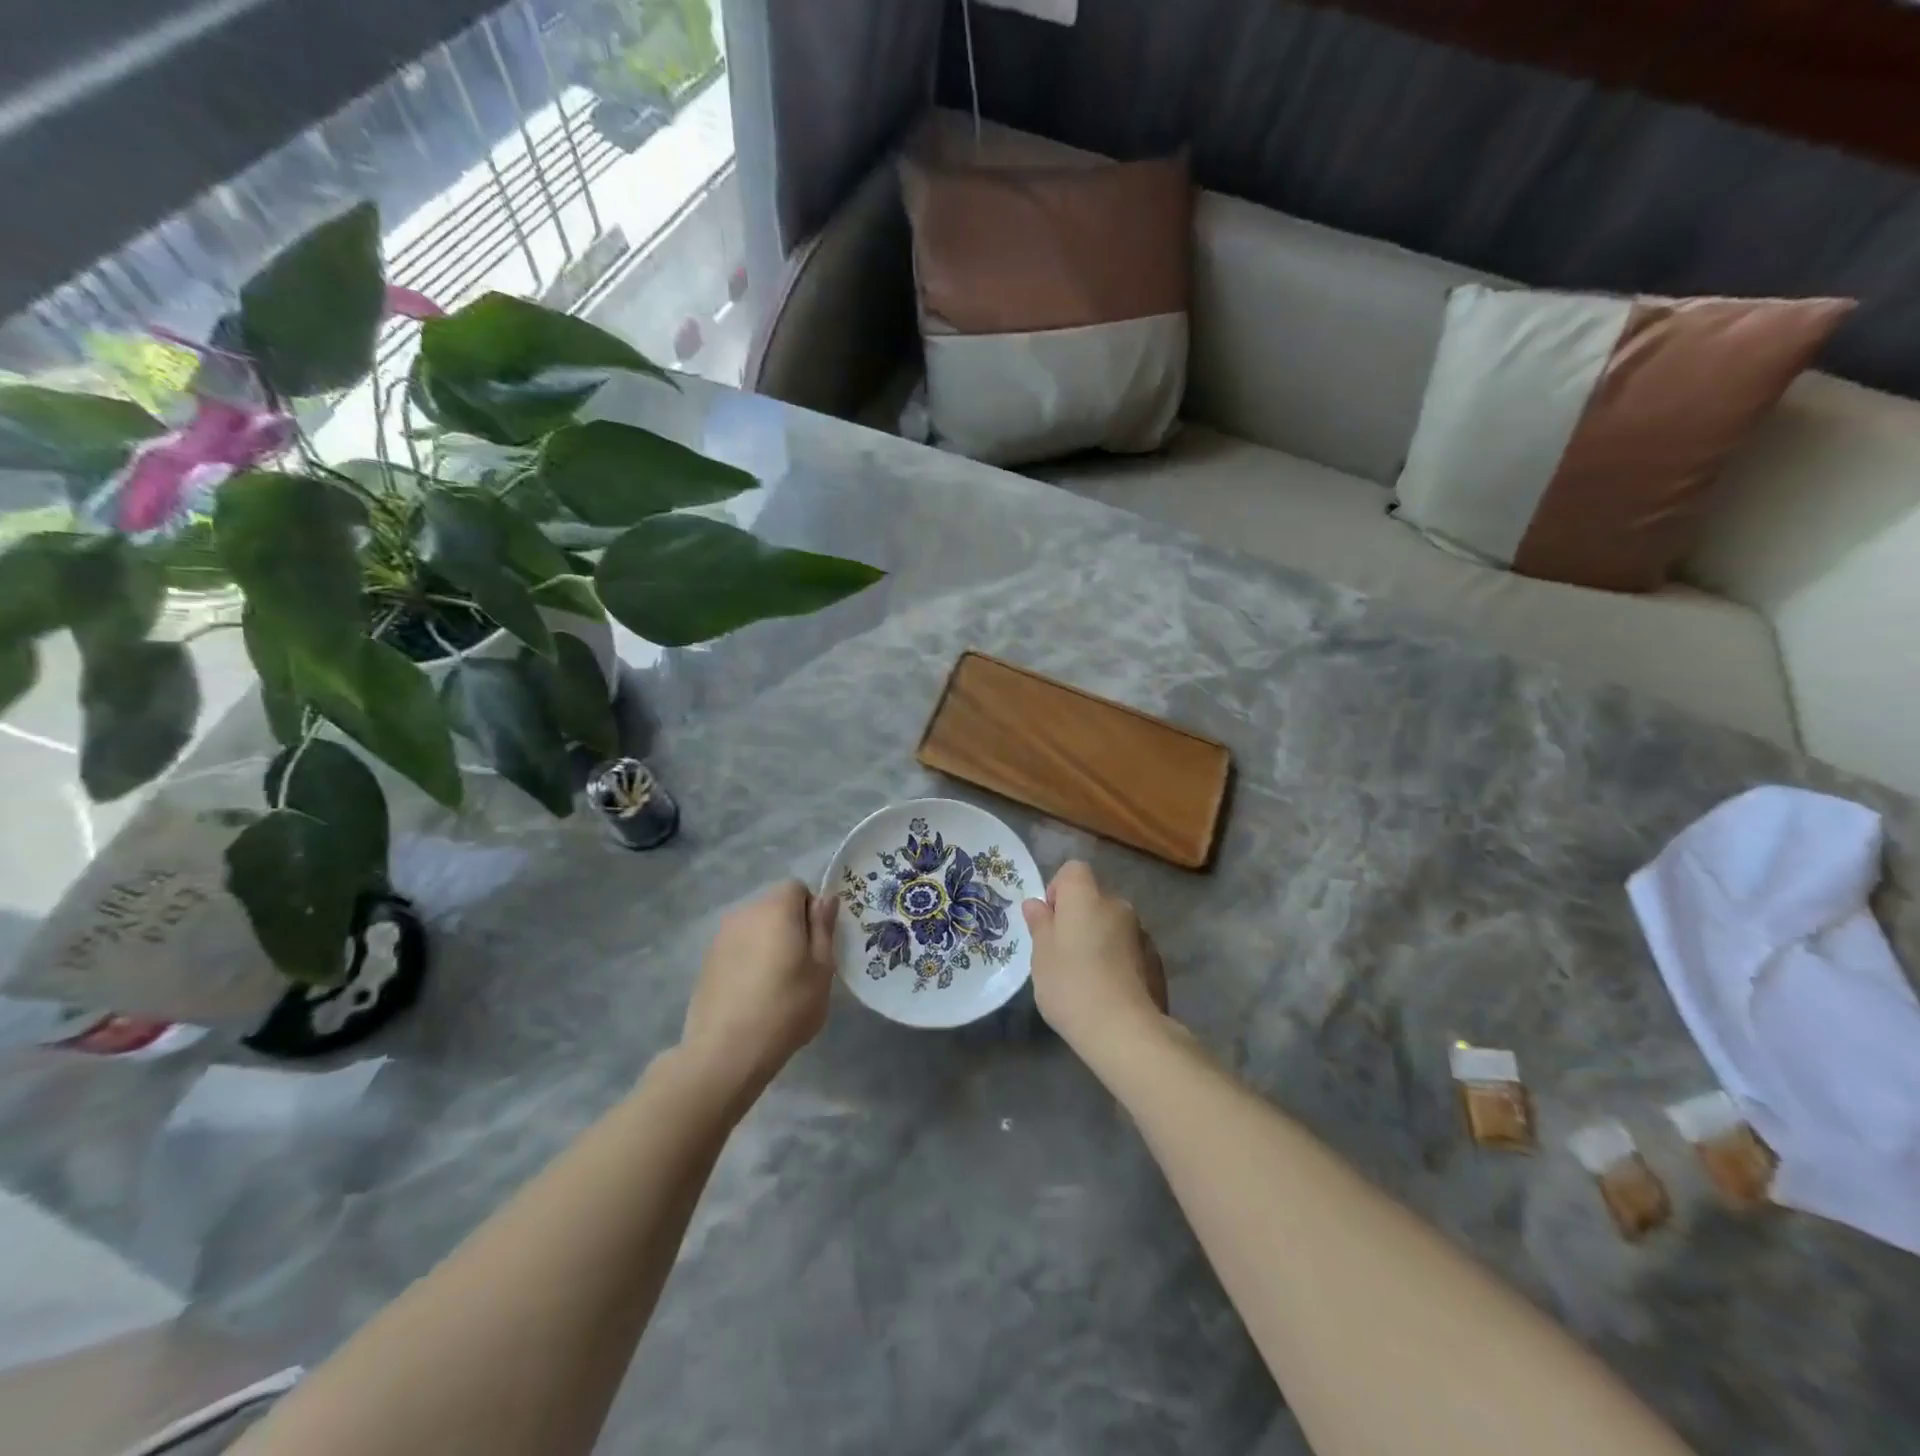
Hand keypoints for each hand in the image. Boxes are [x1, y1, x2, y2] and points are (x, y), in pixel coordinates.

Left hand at [681, 880, 836, 1098]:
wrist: (726, 1051)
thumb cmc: (786, 1007)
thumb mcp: (821, 969)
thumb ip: (823, 927)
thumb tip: (826, 898)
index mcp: (776, 908)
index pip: (797, 887)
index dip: (811, 911)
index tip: (816, 944)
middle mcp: (745, 912)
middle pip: (774, 905)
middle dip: (790, 925)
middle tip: (801, 965)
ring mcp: (720, 936)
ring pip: (755, 927)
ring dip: (767, 942)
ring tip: (775, 983)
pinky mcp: (707, 960)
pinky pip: (737, 947)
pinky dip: (748, 959)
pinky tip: (752, 993)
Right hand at [1021, 860, 1168, 1057]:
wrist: (1126, 1030)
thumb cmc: (1072, 986)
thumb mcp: (1042, 956)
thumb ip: (1040, 925)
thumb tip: (1036, 904)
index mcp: (1086, 898)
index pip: (1073, 871)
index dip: (1059, 890)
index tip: (1050, 922)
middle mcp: (1117, 905)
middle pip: (1094, 899)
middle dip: (1079, 918)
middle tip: (1063, 954)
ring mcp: (1141, 932)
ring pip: (1112, 925)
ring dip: (1100, 939)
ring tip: (1088, 978)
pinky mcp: (1156, 960)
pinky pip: (1129, 948)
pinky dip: (1119, 960)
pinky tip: (1110, 991)